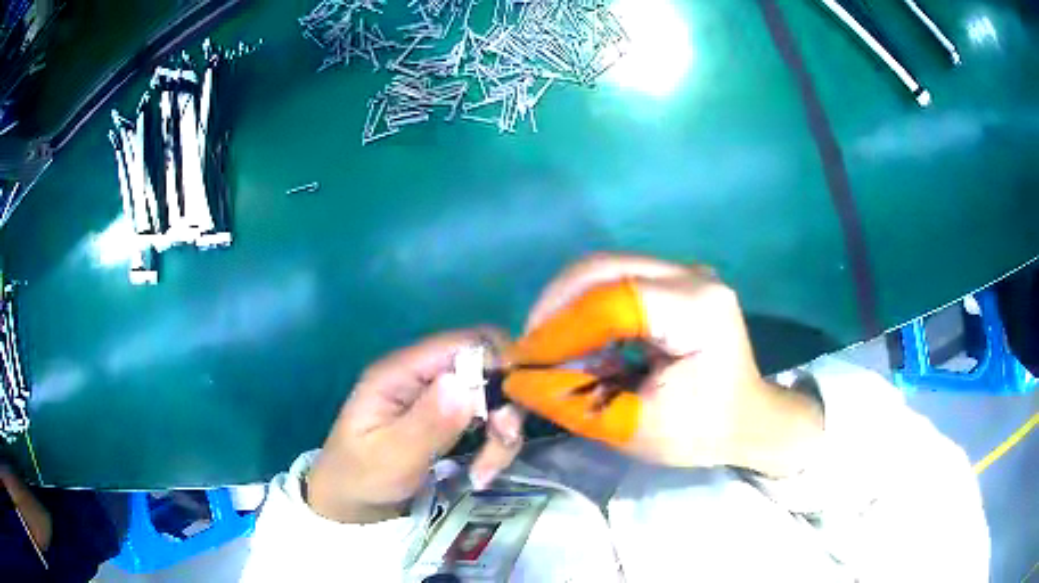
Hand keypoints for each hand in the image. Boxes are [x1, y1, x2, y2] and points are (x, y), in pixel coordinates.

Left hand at [307, 329, 524, 523]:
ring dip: (501, 433)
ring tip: (485, 471)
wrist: (352, 504)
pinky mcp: (448, 419)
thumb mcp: (391, 457)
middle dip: (504, 406)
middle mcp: (423, 376)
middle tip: (502, 444)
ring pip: (493, 397)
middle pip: (487, 368)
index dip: (499, 364)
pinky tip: (482, 472)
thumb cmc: (361, 478)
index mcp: (401, 371)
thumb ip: (427, 424)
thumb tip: (462, 385)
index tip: (510, 408)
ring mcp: (437, 397)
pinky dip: (494, 445)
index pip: (464, 343)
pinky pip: (487, 421)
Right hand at [526, 254, 822, 475]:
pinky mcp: (674, 281)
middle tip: (529, 349)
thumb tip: (517, 380)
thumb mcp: (636, 428)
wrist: (747, 419)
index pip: (612, 301)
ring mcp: (684, 273)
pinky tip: (579, 342)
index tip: (524, 360)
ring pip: (604, 270)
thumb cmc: (702, 432)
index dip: (560, 328)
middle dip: (555, 306)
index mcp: (697, 310)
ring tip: (550, 349)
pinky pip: (615, 281)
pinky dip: (587, 309)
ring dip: (567, 306)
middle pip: (604, 268)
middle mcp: (692, 276)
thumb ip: (574, 402)